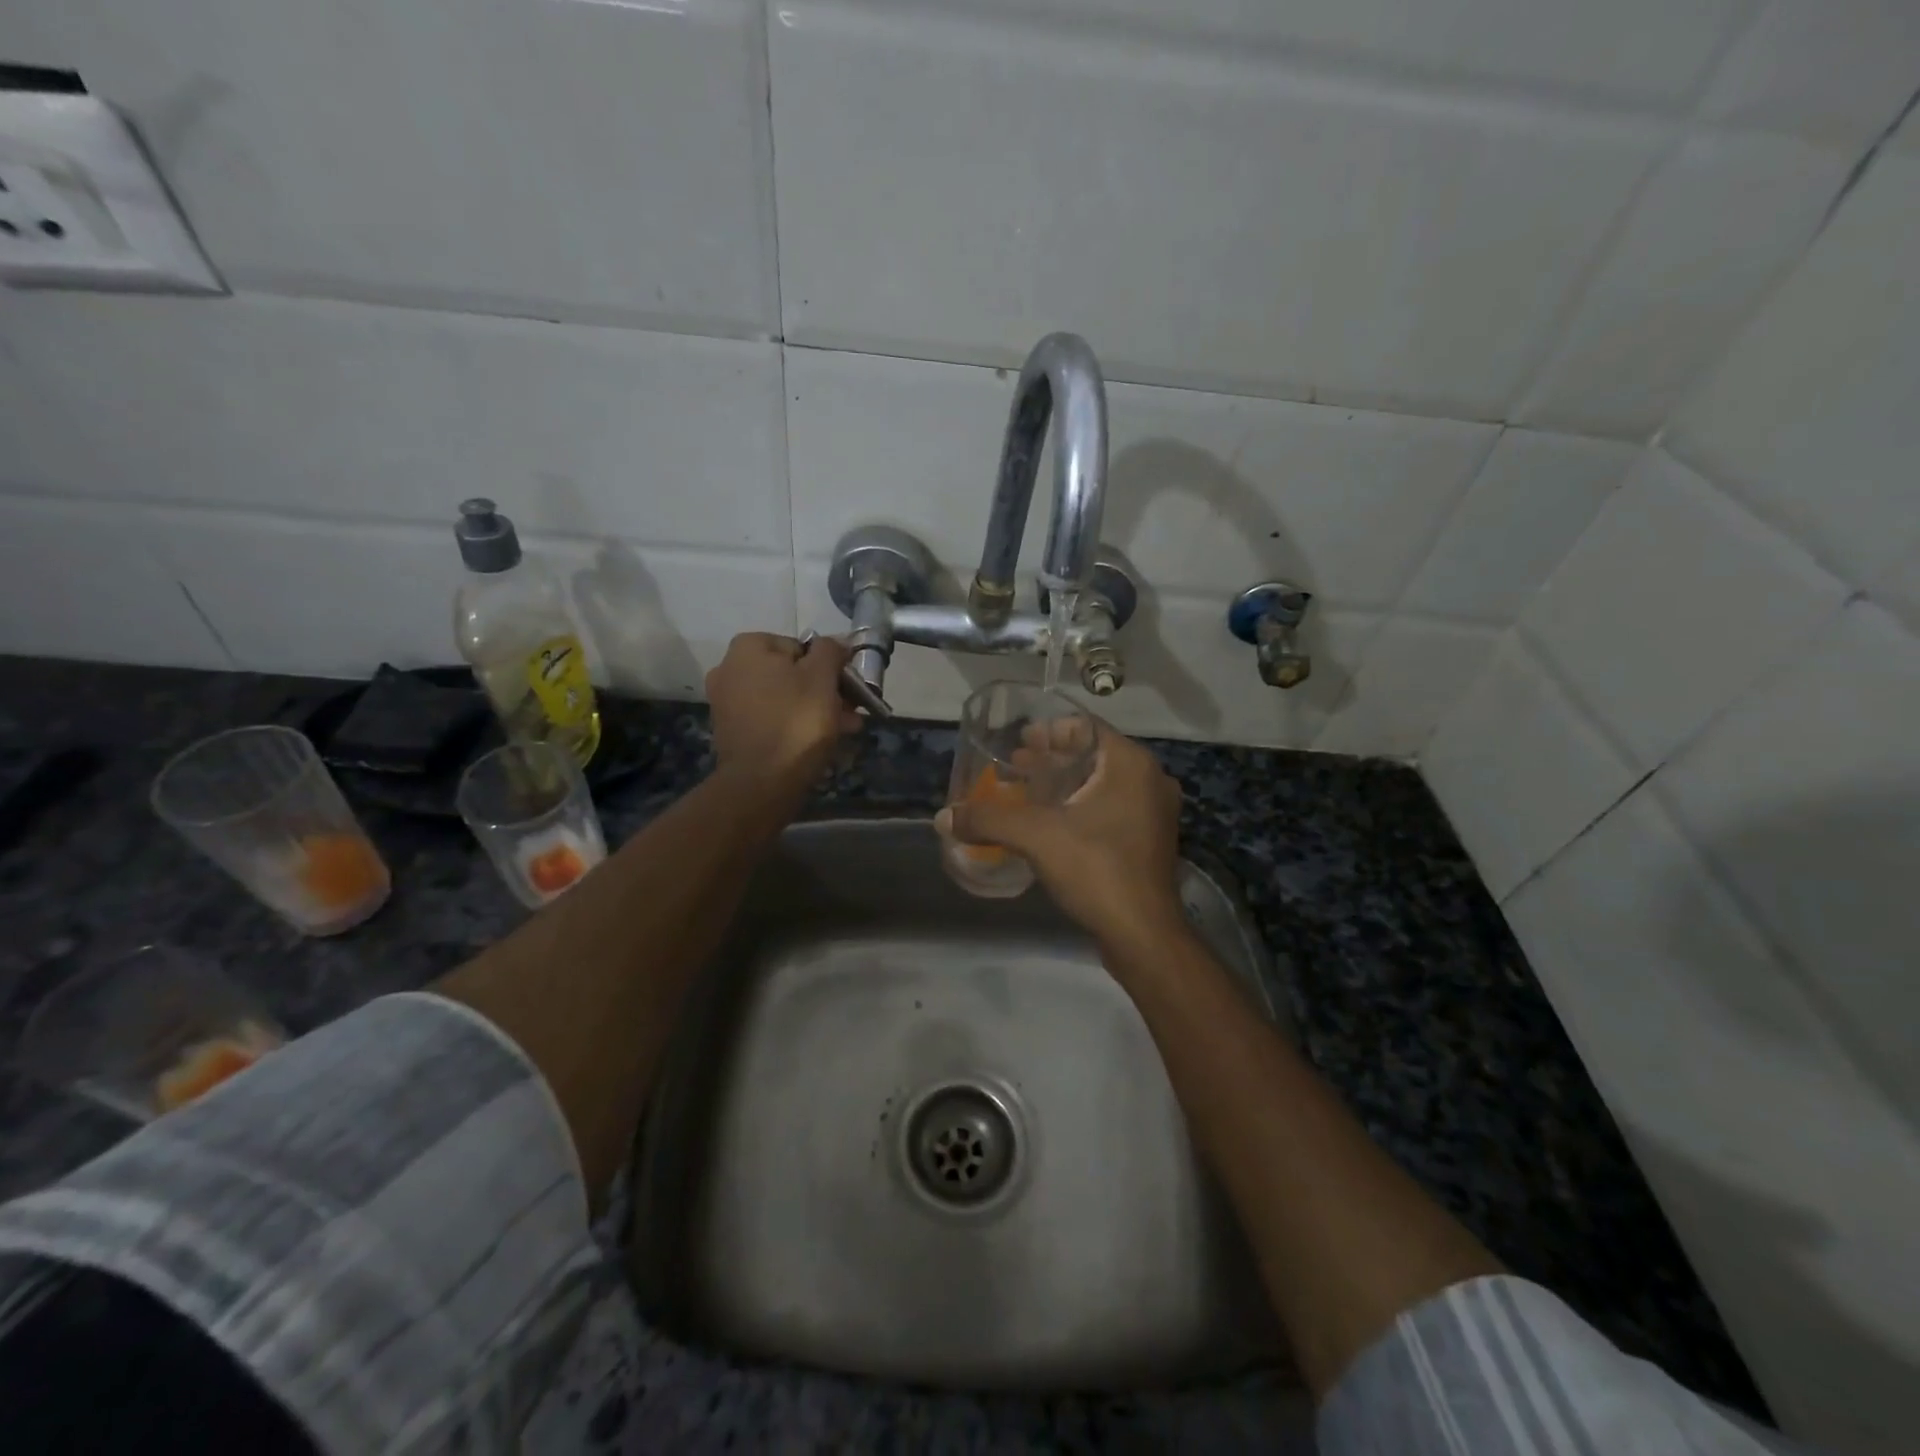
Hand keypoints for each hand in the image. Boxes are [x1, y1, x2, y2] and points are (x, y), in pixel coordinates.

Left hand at [705, 633, 860, 801]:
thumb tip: (836, 642)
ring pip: (784, 698)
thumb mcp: (823, 677)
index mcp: (748, 647)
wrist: (762, 783)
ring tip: (844, 729)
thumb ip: (831, 651)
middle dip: (824, 691)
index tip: (849, 688)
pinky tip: (820, 741)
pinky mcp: (732, 731)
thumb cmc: (796, 721)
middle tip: (851, 711)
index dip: (829, 667)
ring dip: (815, 709)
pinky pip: (771, 718)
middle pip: (791, 673)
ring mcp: (727, 702)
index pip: (801, 647)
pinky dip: (794, 725)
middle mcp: (730, 669)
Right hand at [940, 718, 1186, 947]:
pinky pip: (1110, 809)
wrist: (1143, 935)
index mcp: (1131, 764)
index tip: (1019, 740)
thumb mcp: (1036, 837)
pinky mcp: (1148, 841)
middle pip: (1093, 755)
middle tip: (1015, 765)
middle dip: (1052, 759)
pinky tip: (1050, 823)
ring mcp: (1154, 813)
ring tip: (1025, 791)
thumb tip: (944, 817)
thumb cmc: (1096, 869)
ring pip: (1101, 784)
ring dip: (1064, 784)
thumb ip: (988, 819)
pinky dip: (1080, 808)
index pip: (1086, 727)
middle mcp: (1149, 780)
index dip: (1049, 730)